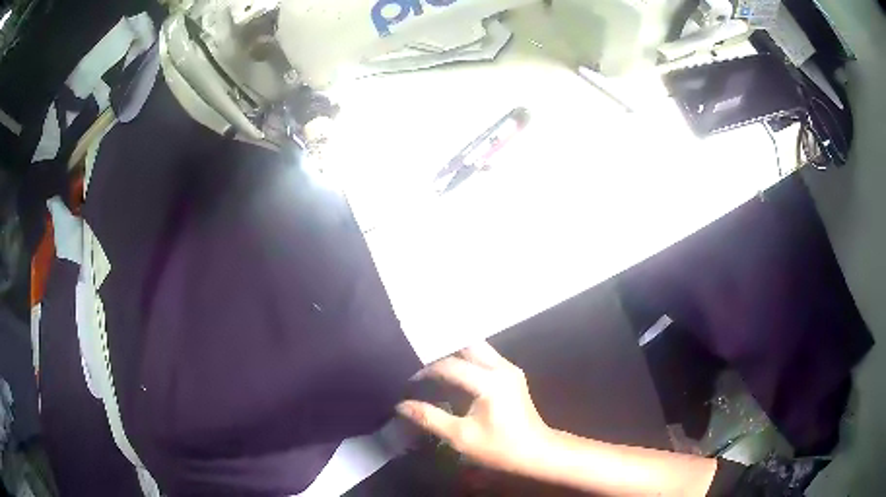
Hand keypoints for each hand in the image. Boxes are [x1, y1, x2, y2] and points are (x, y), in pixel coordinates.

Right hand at [396, 342, 552, 474]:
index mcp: (490, 382)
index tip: (409, 381)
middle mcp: (502, 368)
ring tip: (432, 365)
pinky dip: (467, 359)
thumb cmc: (499, 448)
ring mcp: (510, 369)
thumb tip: (401, 405)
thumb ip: (430, 418)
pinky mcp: (512, 375)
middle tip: (420, 361)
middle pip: (468, 345)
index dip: (427, 371)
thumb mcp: (460, 436)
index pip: (451, 365)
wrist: (536, 452)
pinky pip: (485, 357)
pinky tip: (453, 372)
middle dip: (442, 350)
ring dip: (455, 353)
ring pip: (478, 348)